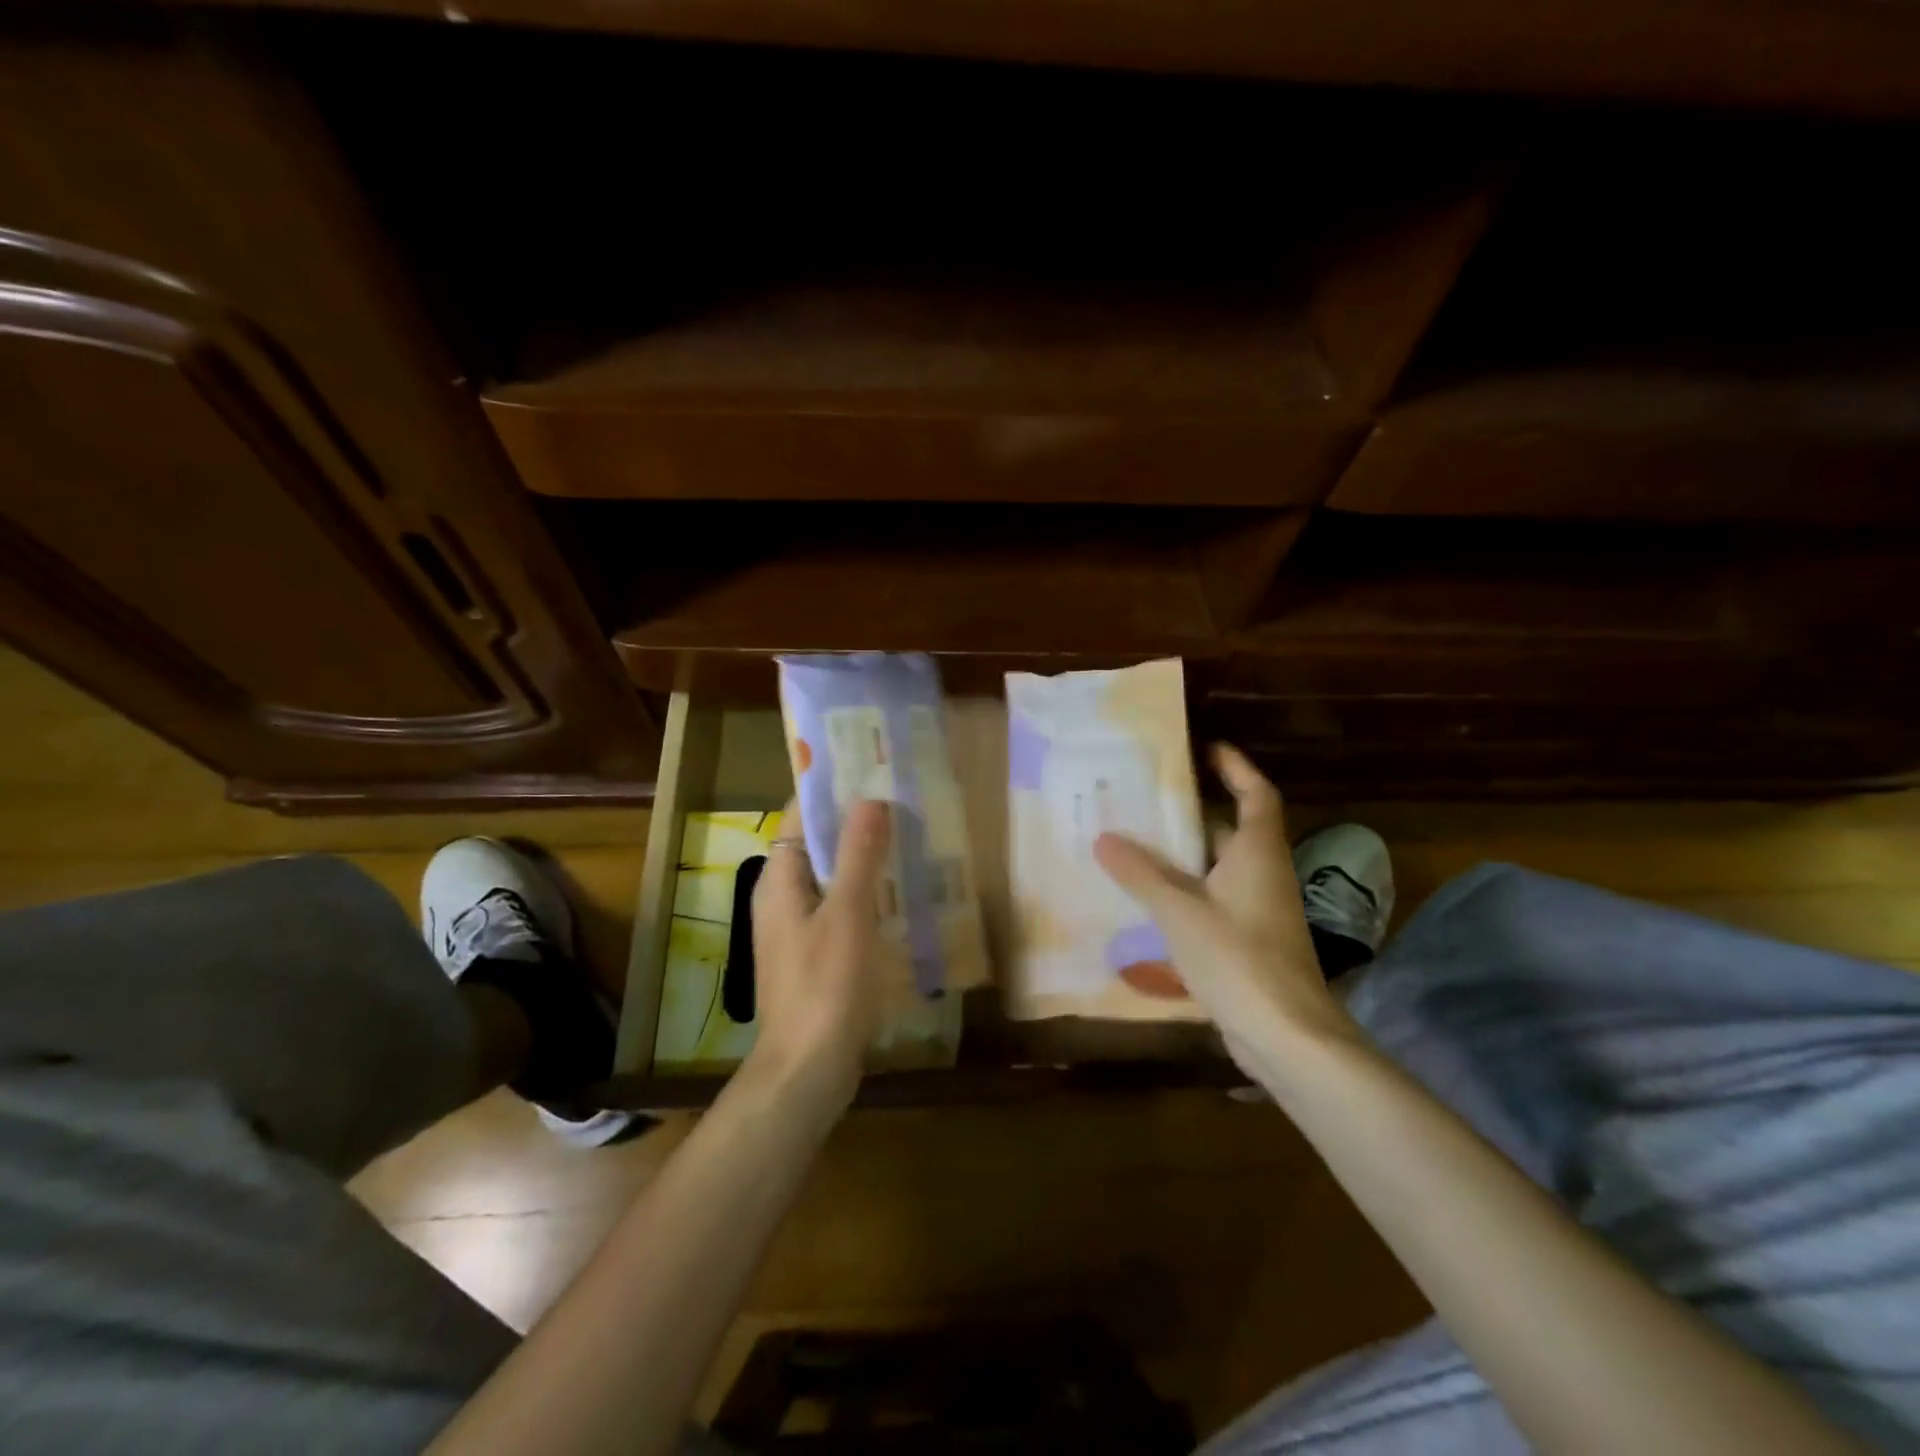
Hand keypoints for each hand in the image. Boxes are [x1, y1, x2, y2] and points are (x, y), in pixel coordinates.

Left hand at [746, 799, 891, 1110]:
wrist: (807, 1070)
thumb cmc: (825, 986)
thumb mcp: (847, 914)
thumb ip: (858, 855)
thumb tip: (869, 798)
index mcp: (779, 880)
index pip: (800, 816)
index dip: (832, 791)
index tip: (871, 770)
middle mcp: (782, 898)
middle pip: (817, 845)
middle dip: (855, 823)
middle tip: (902, 802)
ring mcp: (797, 929)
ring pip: (831, 878)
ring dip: (863, 859)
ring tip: (909, 839)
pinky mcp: (815, 956)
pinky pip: (839, 909)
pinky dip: (865, 894)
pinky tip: (900, 897)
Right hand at [1093, 745, 1353, 1067]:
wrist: (1287, 1037)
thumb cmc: (1239, 959)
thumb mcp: (1180, 912)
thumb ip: (1141, 874)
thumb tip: (1104, 838)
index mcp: (1257, 853)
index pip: (1256, 794)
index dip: (1236, 767)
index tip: (1205, 748)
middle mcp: (1263, 874)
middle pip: (1232, 829)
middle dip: (1194, 810)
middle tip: (1147, 796)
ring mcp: (1257, 911)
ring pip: (1218, 868)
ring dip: (1183, 854)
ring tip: (1135, 841)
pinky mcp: (1247, 942)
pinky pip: (1212, 901)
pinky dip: (1184, 892)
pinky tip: (1147, 899)